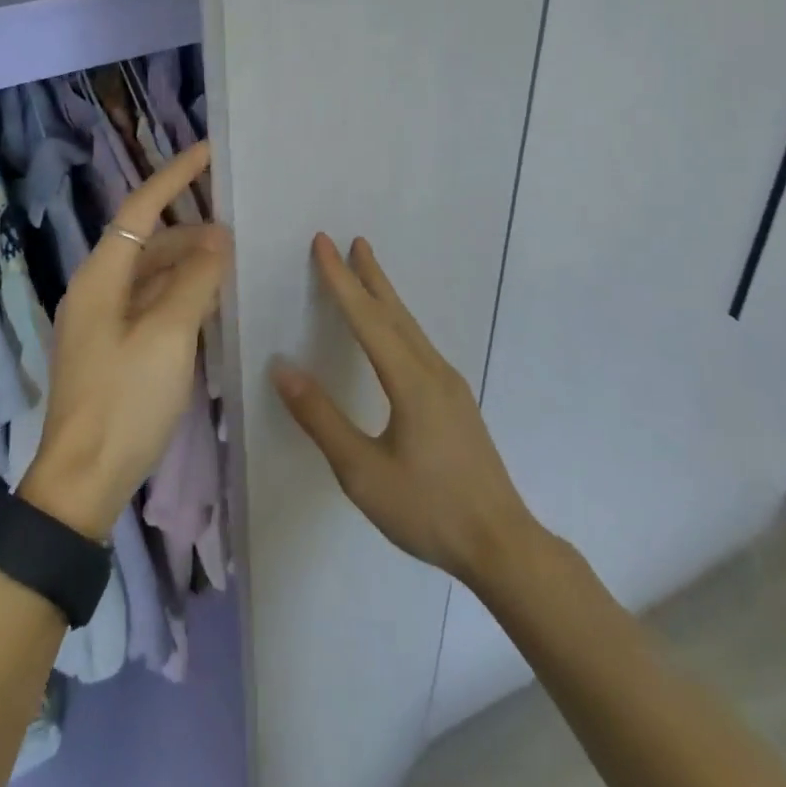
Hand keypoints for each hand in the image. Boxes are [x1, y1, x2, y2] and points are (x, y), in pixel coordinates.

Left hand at [21, 142, 231, 539]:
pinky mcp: (115, 347)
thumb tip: (217, 238)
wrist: (84, 480)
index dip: (174, 177)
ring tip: (234, 262)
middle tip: (240, 226)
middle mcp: (98, 289)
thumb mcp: (167, 336)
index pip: (140, 209)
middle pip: (148, 241)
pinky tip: (213, 301)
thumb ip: (195, 281)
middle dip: (191, 229)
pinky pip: (152, 303)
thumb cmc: (124, 401)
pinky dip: (181, 295)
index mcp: (101, 277)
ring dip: (189, 264)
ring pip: (152, 274)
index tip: (208, 151)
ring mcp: (105, 320)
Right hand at [274, 234, 542, 589]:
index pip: (366, 318)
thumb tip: (283, 367)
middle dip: (370, 275)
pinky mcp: (456, 402)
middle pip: (395, 312)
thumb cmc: (428, 509)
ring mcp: (450, 385)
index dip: (341, 280)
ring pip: (410, 327)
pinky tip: (395, 334)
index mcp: (410, 380)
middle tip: (354, 241)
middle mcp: (433, 371)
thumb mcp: (362, 472)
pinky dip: (398, 322)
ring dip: (386, 296)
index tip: (323, 243)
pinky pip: (419, 345)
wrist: (502, 545)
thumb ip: (321, 418)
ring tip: (369, 273)